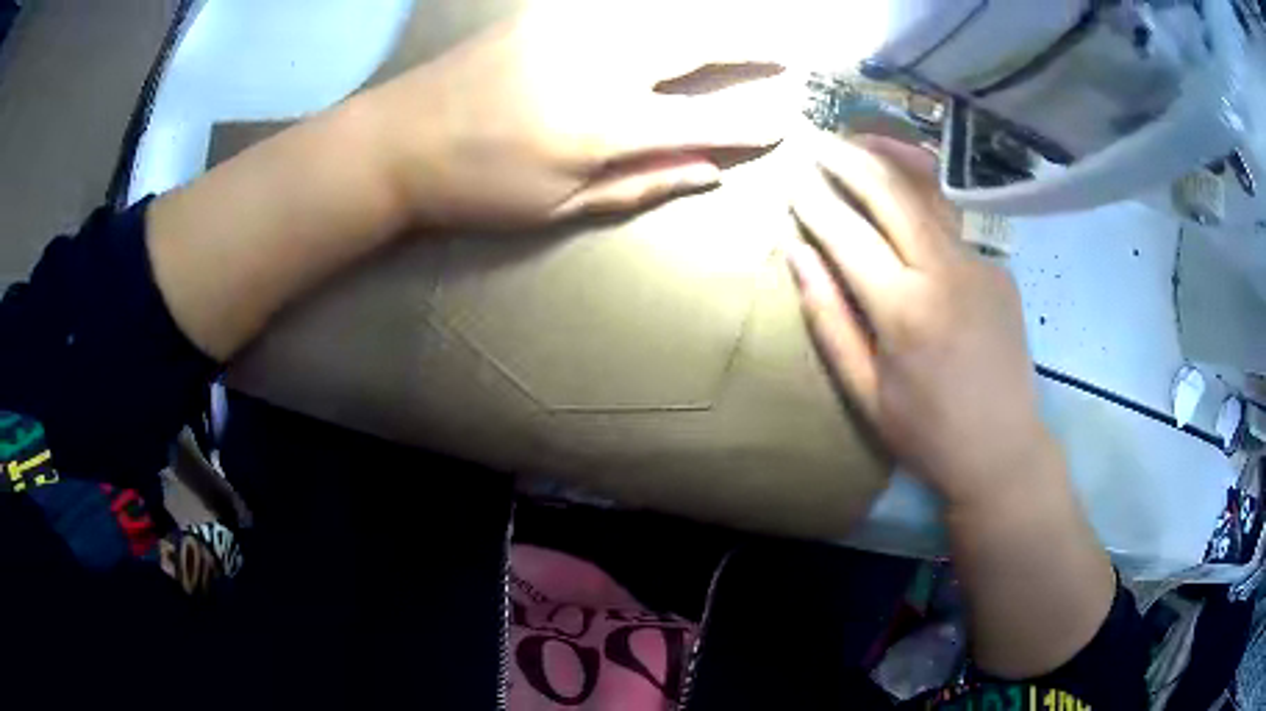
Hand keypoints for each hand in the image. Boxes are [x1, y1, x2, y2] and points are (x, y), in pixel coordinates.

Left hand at [361, 0, 793, 229]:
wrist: (400, 139)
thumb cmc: (477, 187)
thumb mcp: (557, 206)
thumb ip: (639, 184)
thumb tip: (708, 173)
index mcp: (606, 125)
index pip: (705, 121)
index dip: (750, 124)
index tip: (784, 122)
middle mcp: (602, 64)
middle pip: (698, 44)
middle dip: (751, 46)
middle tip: (786, 51)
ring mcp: (573, 29)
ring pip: (665, 13)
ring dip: (712, 20)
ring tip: (745, 29)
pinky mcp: (547, 13)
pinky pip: (621, 5)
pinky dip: (658, 10)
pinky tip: (675, 16)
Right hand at [787, 135, 1053, 506]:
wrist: (1005, 449)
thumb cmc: (928, 432)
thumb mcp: (865, 392)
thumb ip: (829, 319)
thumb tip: (797, 255)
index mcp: (905, 310)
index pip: (847, 234)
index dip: (814, 201)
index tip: (791, 178)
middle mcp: (945, 272)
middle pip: (892, 192)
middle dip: (849, 159)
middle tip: (817, 140)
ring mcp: (979, 264)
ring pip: (930, 192)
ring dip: (891, 159)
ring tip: (859, 140)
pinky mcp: (999, 268)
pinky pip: (954, 222)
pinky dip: (923, 196)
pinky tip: (906, 191)